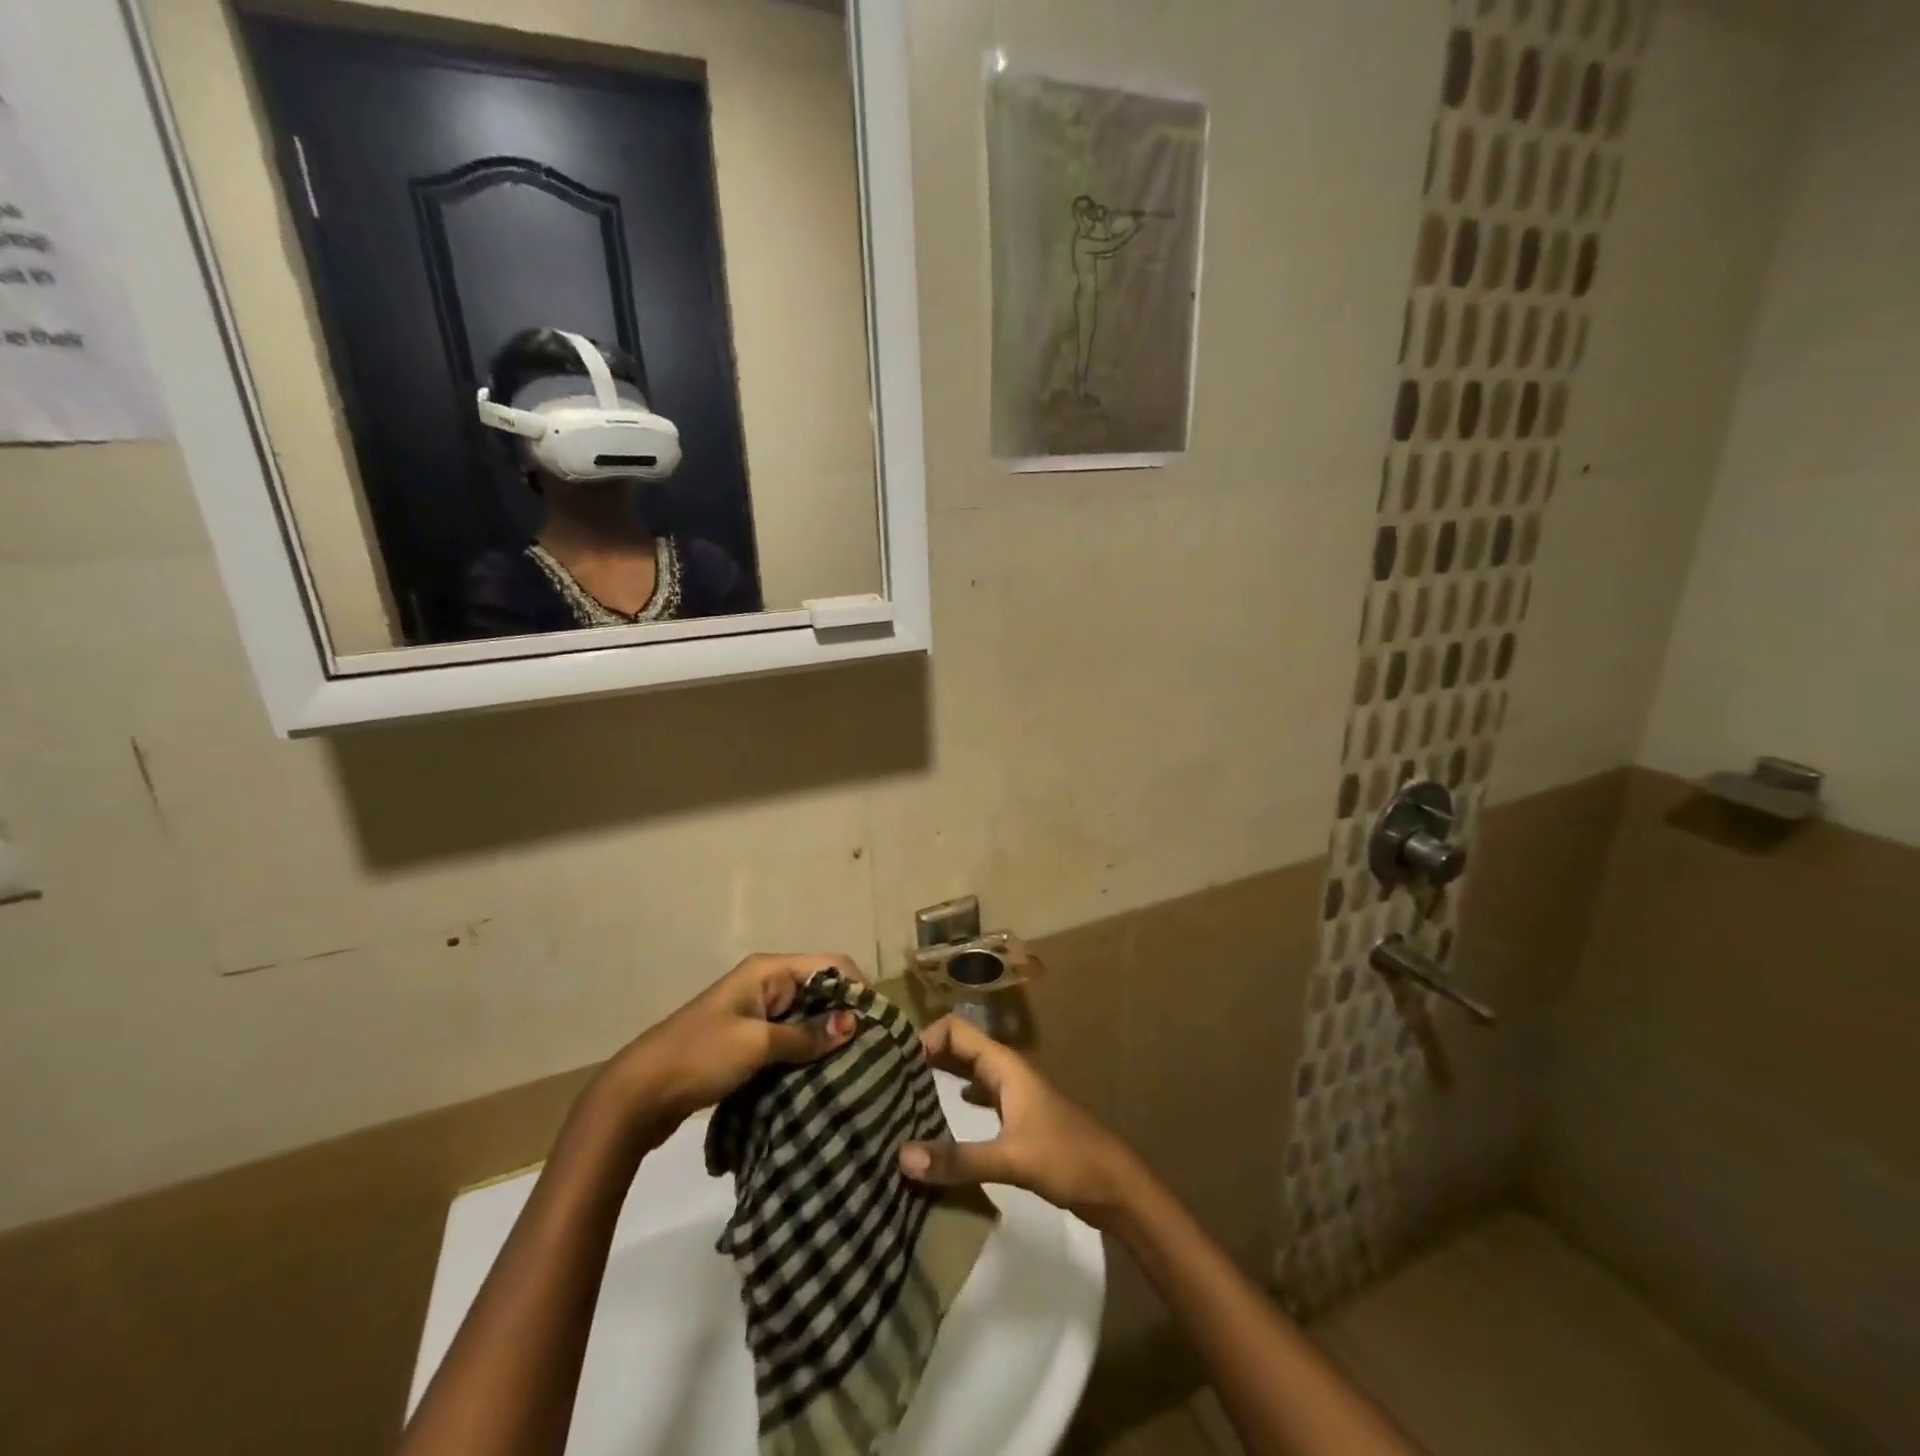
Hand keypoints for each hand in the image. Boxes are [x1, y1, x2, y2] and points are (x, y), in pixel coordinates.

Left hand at [604, 954, 862, 1133]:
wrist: (638, 1095)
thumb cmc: (699, 1057)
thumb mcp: (756, 1044)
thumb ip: (805, 1034)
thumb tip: (854, 1023)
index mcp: (768, 970)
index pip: (830, 964)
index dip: (856, 988)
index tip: (876, 1025)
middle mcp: (766, 983)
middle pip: (821, 988)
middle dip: (845, 1014)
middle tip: (871, 1050)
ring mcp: (756, 1012)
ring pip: (807, 1016)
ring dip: (826, 1037)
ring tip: (854, 1066)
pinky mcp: (748, 1040)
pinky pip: (790, 1038)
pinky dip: (807, 1052)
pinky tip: (822, 1075)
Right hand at [898, 1016, 1143, 1227]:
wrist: (1114, 1185)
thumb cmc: (1067, 1157)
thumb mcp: (1011, 1158)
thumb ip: (958, 1158)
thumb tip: (901, 1157)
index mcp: (1005, 1066)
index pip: (956, 1030)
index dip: (924, 1037)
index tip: (890, 1061)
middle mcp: (1004, 1072)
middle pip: (958, 1049)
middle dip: (924, 1057)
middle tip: (884, 1078)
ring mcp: (1011, 1095)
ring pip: (965, 1074)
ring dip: (937, 1079)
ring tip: (899, 1097)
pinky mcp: (1014, 1120)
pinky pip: (975, 1099)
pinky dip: (952, 1103)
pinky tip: (934, 1122)